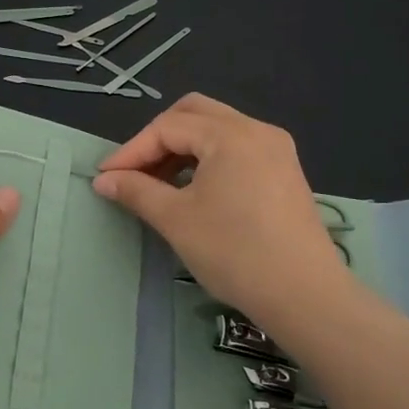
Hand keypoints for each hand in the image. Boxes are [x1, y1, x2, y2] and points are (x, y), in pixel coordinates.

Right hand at [93, 94, 348, 329]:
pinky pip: (237, 147)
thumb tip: (104, 180)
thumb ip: (136, 191)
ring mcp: (276, 149)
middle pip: (195, 113)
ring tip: (158, 182)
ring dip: (183, 147)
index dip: (131, 150)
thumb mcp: (176, 219)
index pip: (168, 127)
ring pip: (217, 129)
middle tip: (134, 170)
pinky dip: (208, 158)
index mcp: (230, 135)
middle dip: (158, 137)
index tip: (105, 177)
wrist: (304, 295)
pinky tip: (194, 189)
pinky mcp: (285, 172)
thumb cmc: (234, 252)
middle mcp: (257, 130)